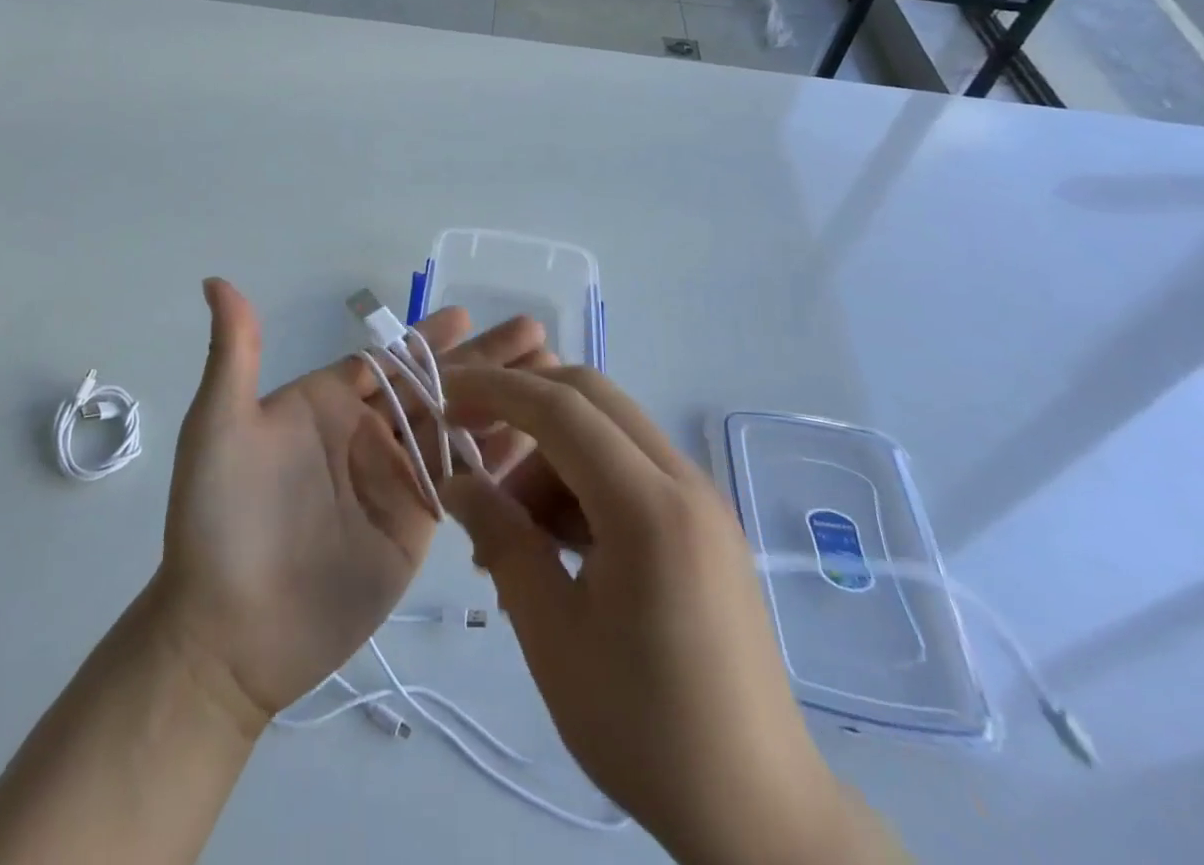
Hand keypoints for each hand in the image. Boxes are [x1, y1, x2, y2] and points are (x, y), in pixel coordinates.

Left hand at [152, 279, 548, 733]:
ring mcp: (393, 479)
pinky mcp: (416, 525)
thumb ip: (234, 353)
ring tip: (553, 373)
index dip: (426, 337)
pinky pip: (463, 480)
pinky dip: (498, 455)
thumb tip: (215, 280)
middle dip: (482, 358)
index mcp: (326, 403)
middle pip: (433, 385)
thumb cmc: (220, 519)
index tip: (466, 314)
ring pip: (458, 426)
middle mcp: (365, 433)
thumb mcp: (219, 425)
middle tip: (533, 331)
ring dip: (502, 399)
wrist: (229, 633)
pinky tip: (539, 435)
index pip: (387, 359)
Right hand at [440, 365, 901, 864]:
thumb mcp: (551, 633)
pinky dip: (580, 480)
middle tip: (470, 440)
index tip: (444, 397)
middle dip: (522, 404)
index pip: (560, 408)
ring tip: (511, 533)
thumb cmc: (644, 727)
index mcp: (649, 507)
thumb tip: (457, 481)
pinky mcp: (703, 523)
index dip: (496, 391)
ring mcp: (700, 499)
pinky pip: (628, 467)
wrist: (760, 813)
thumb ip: (502, 539)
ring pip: (606, 430)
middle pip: (590, 396)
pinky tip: (555, 545)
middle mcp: (683, 482)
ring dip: (549, 454)